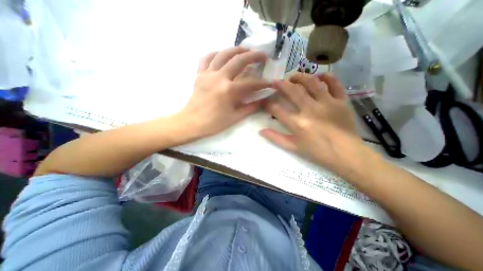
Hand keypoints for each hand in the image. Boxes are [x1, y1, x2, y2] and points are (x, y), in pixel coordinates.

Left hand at [176, 47, 270, 138]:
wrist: (191, 123)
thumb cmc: (213, 123)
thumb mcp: (235, 117)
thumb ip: (251, 107)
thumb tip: (263, 101)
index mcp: (228, 90)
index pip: (251, 83)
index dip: (263, 83)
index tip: (271, 83)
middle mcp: (219, 77)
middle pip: (239, 60)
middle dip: (254, 56)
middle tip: (263, 56)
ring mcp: (208, 73)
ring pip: (223, 54)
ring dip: (237, 50)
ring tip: (246, 50)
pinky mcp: (200, 74)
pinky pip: (207, 58)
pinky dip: (216, 53)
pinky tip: (222, 55)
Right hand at [263, 73, 367, 176]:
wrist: (346, 155)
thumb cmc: (318, 152)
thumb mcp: (293, 148)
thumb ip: (276, 138)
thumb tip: (261, 131)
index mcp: (298, 123)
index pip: (277, 110)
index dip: (268, 105)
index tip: (265, 102)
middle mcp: (311, 110)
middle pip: (293, 91)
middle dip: (281, 85)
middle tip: (276, 81)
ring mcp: (327, 103)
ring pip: (312, 83)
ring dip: (300, 77)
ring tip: (293, 76)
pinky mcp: (341, 102)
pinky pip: (335, 85)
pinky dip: (327, 78)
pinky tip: (320, 76)